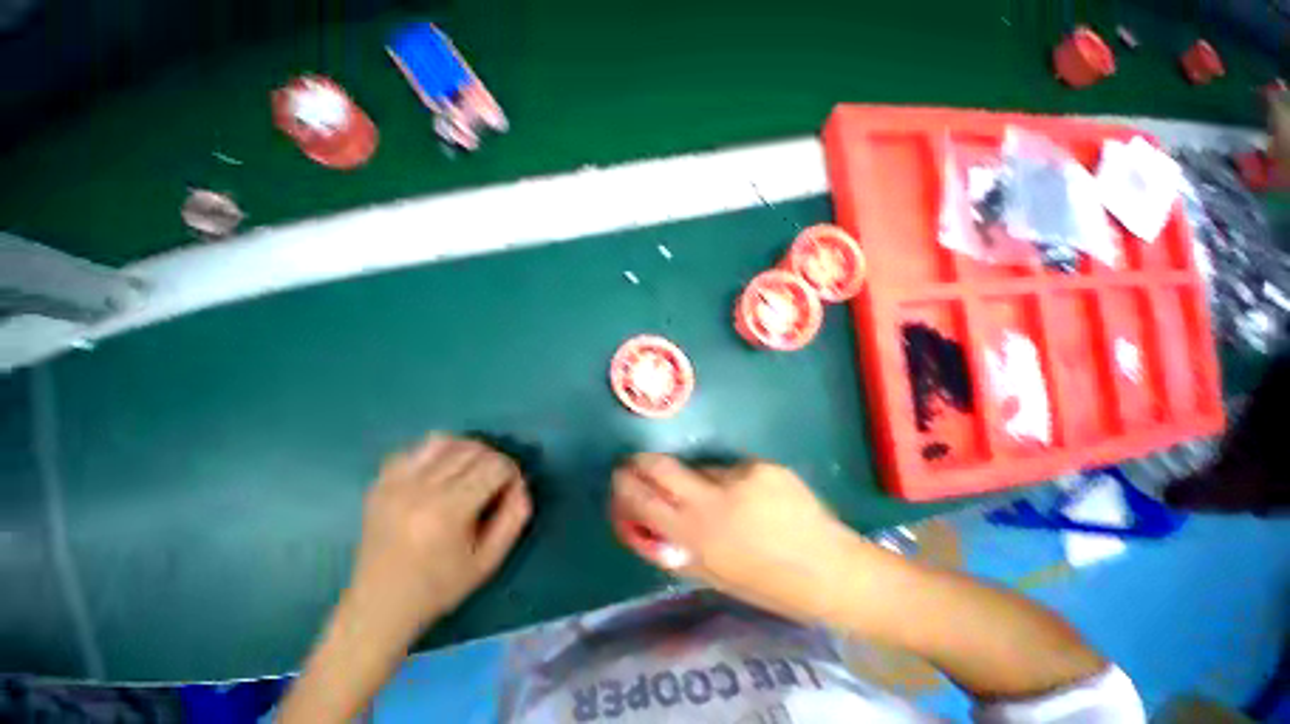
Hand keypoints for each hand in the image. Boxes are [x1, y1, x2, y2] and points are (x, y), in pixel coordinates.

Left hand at [347, 435, 531, 634]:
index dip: (510, 472)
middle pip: (468, 449)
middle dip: (490, 459)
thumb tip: (521, 485)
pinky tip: (435, 478)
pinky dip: (432, 456)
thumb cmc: (441, 586)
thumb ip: (511, 521)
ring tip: (466, 473)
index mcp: (450, 510)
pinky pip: (413, 450)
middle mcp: (421, 486)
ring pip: (440, 440)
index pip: (492, 466)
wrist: (386, 596)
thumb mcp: (487, 563)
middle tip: (494, 482)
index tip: (511, 489)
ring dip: (461, 450)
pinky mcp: (381, 478)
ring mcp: (397, 478)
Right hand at [610, 454, 864, 622]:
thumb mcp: (709, 576)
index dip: (622, 488)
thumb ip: (674, 548)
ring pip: (701, 469)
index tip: (619, 485)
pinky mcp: (766, 466)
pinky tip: (757, 503)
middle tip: (642, 471)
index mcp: (693, 534)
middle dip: (641, 465)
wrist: (826, 569)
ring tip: (725, 505)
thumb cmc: (765, 586)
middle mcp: (711, 498)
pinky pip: (735, 471)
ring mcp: (741, 476)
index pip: (638, 497)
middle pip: (658, 464)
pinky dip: (736, 484)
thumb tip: (646, 525)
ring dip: (698, 481)